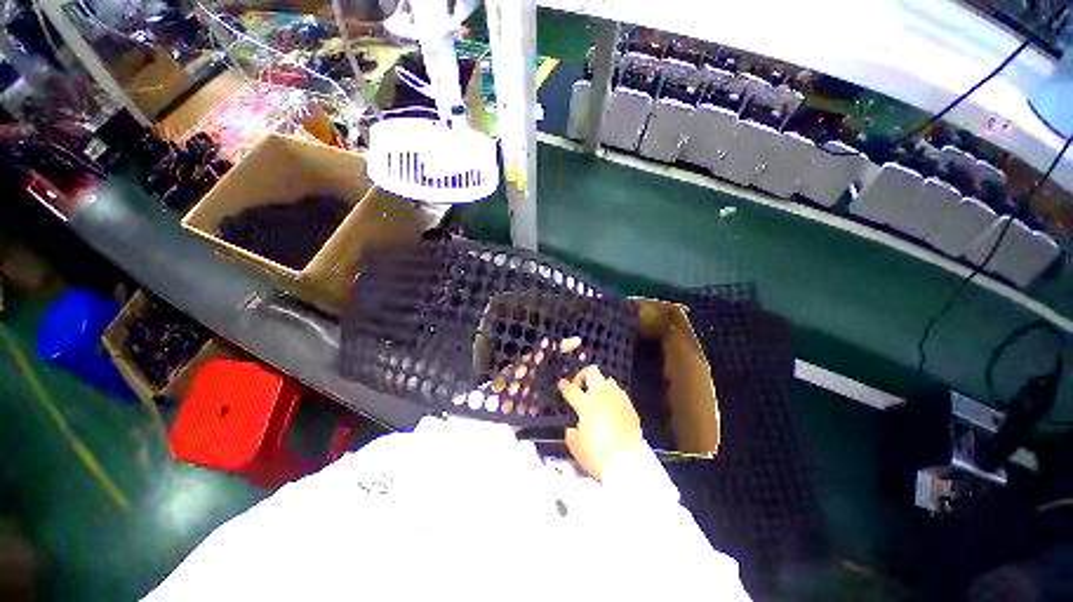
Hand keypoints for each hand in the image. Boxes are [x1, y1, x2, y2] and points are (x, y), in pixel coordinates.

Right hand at [558, 365, 642, 480]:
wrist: (629, 464)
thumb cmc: (597, 455)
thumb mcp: (575, 446)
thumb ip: (571, 432)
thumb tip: (574, 427)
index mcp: (586, 404)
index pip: (571, 389)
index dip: (564, 385)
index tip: (561, 383)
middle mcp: (602, 396)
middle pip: (592, 372)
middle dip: (583, 376)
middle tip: (580, 388)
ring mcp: (618, 399)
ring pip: (608, 380)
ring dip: (599, 386)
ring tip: (596, 399)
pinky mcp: (630, 407)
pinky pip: (619, 394)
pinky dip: (611, 397)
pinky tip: (610, 409)